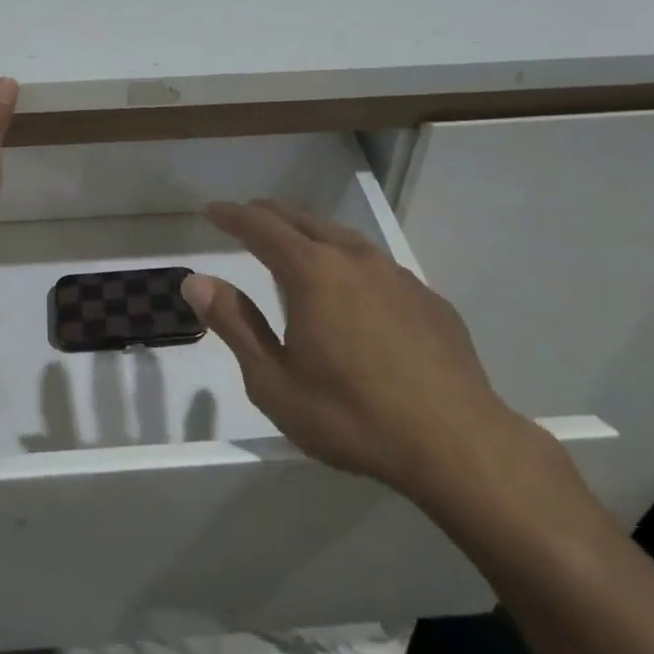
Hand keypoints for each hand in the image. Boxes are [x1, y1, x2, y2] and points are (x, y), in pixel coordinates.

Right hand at [182, 200, 563, 529]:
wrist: (456, 443)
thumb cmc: (352, 416)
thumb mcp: (274, 381)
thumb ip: (235, 325)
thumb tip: (197, 281)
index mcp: (313, 273)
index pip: (262, 227)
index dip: (233, 216)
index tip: (213, 210)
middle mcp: (355, 260)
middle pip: (304, 222)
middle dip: (271, 215)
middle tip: (248, 215)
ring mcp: (398, 276)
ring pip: (345, 239)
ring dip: (312, 233)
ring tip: (297, 242)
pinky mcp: (429, 300)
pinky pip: (378, 267)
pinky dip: (351, 263)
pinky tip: (354, 290)